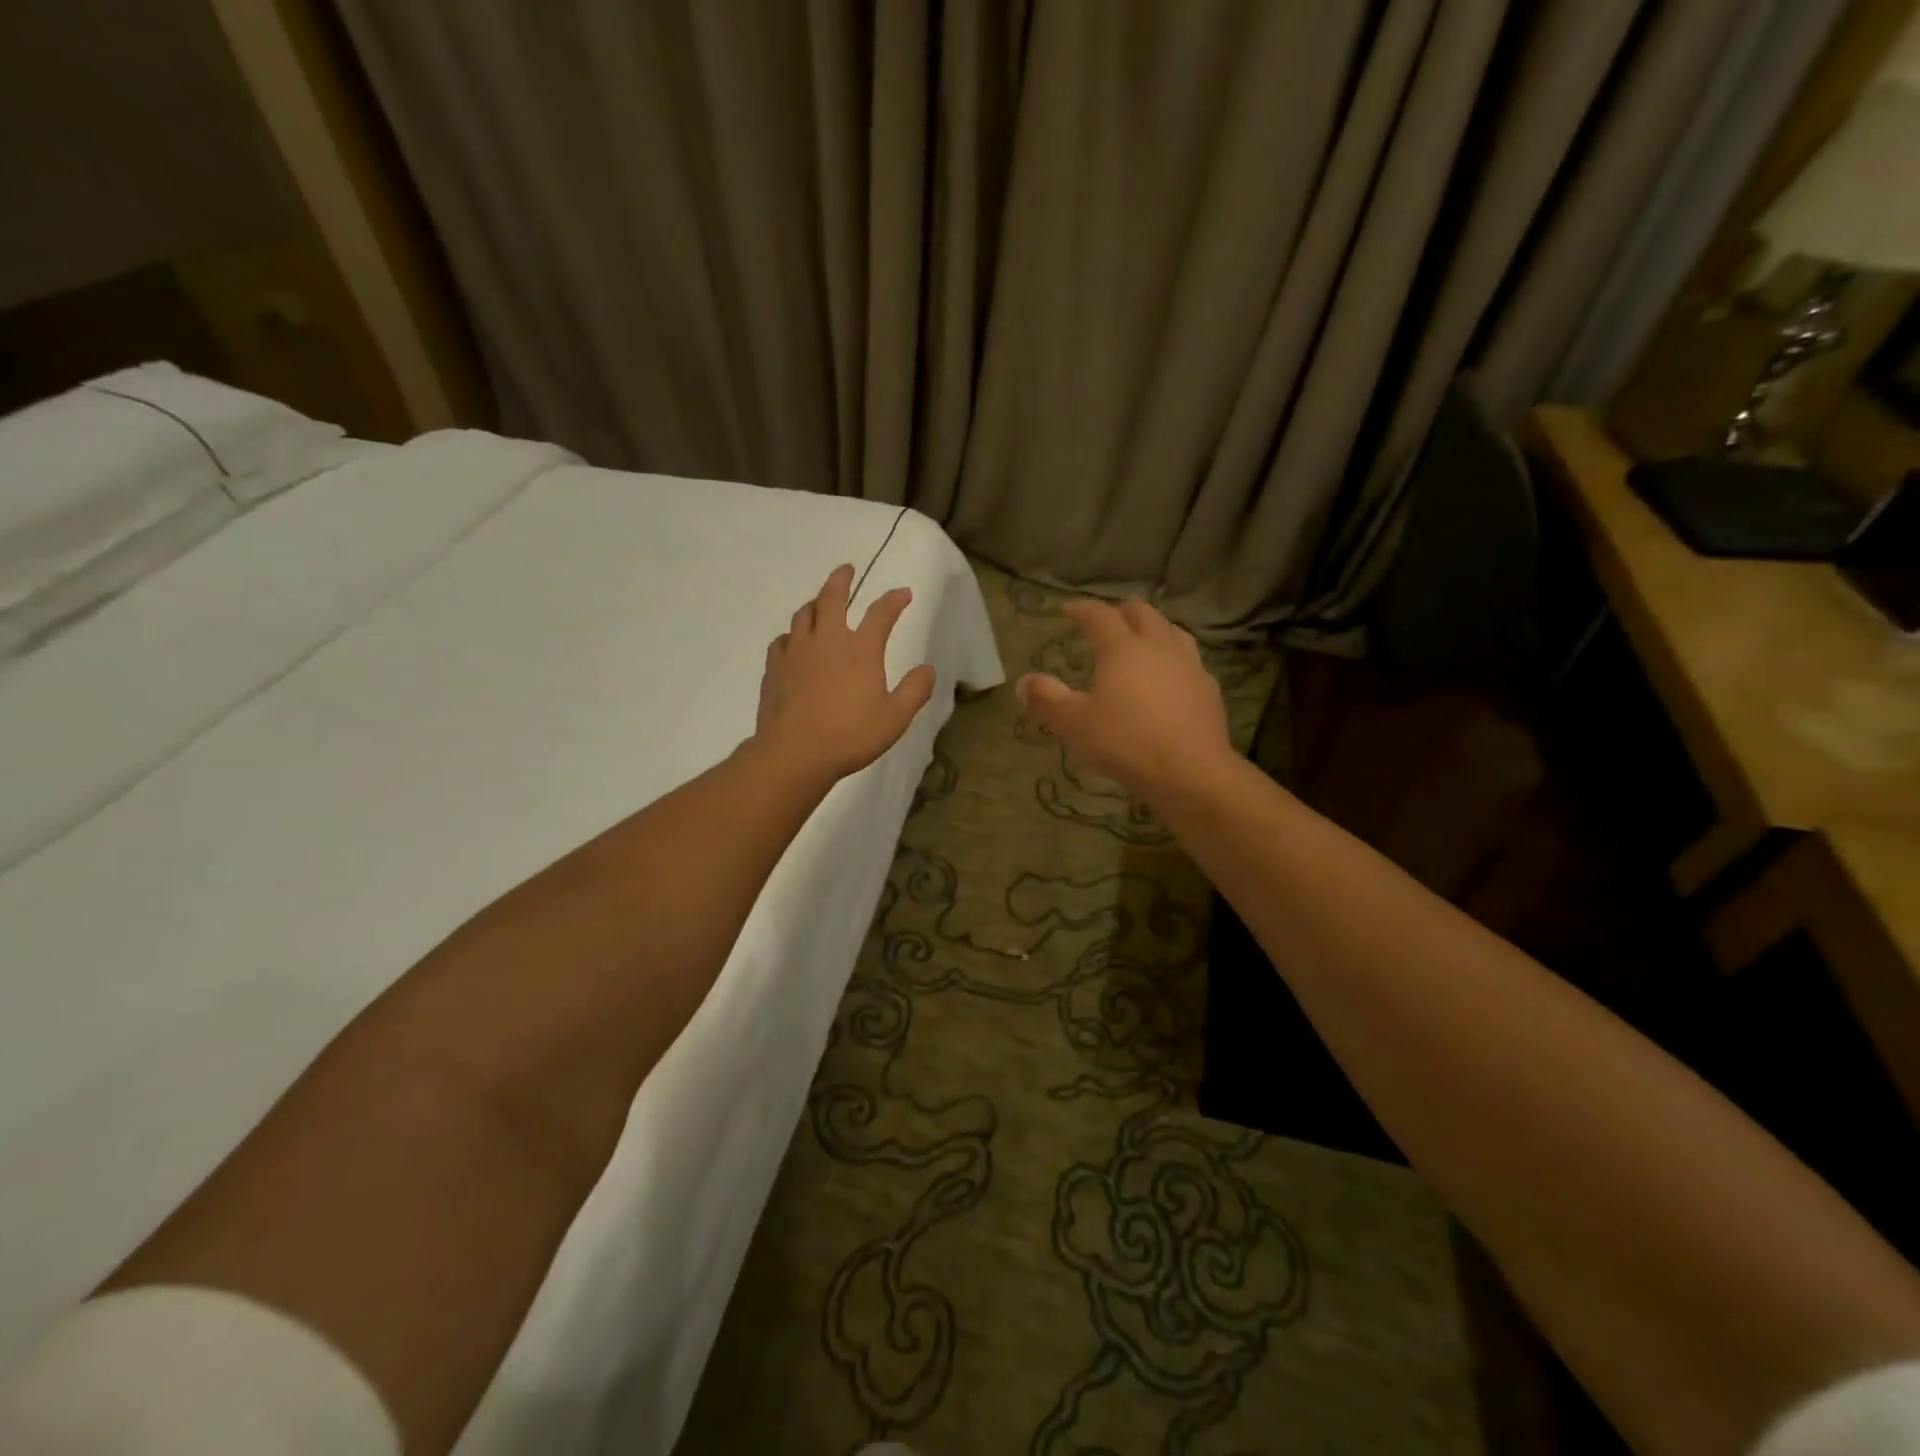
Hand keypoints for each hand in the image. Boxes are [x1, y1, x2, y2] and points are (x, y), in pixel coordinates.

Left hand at [754, 563, 936, 779]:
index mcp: (860, 649)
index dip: (894, 600)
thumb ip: (915, 690)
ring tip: (819, 601)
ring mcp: (796, 652)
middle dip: (841, 579)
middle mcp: (827, 640)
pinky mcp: (775, 668)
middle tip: (847, 569)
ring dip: (815, 602)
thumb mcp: (895, 717)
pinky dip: (792, 634)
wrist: (795, 753)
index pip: (881, 613)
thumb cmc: (851, 735)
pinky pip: (782, 640)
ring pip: (803, 614)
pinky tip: (793, 642)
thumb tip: (928, 669)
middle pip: (831, 597)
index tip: (903, 593)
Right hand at [1016, 599, 1231, 802]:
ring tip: (1141, 641)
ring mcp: (1189, 665)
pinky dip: (1174, 659)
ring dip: (1153, 629)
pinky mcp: (1209, 689)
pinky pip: (1190, 660)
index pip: (1100, 616)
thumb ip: (1046, 699)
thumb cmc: (1125, 743)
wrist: (1190, 772)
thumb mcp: (1074, 724)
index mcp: (1122, 648)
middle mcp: (1158, 647)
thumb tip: (1024, 682)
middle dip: (1120, 612)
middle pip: (1142, 613)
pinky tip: (1170, 677)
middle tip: (1106, 623)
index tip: (1068, 610)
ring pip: (1172, 631)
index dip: (1082, 609)